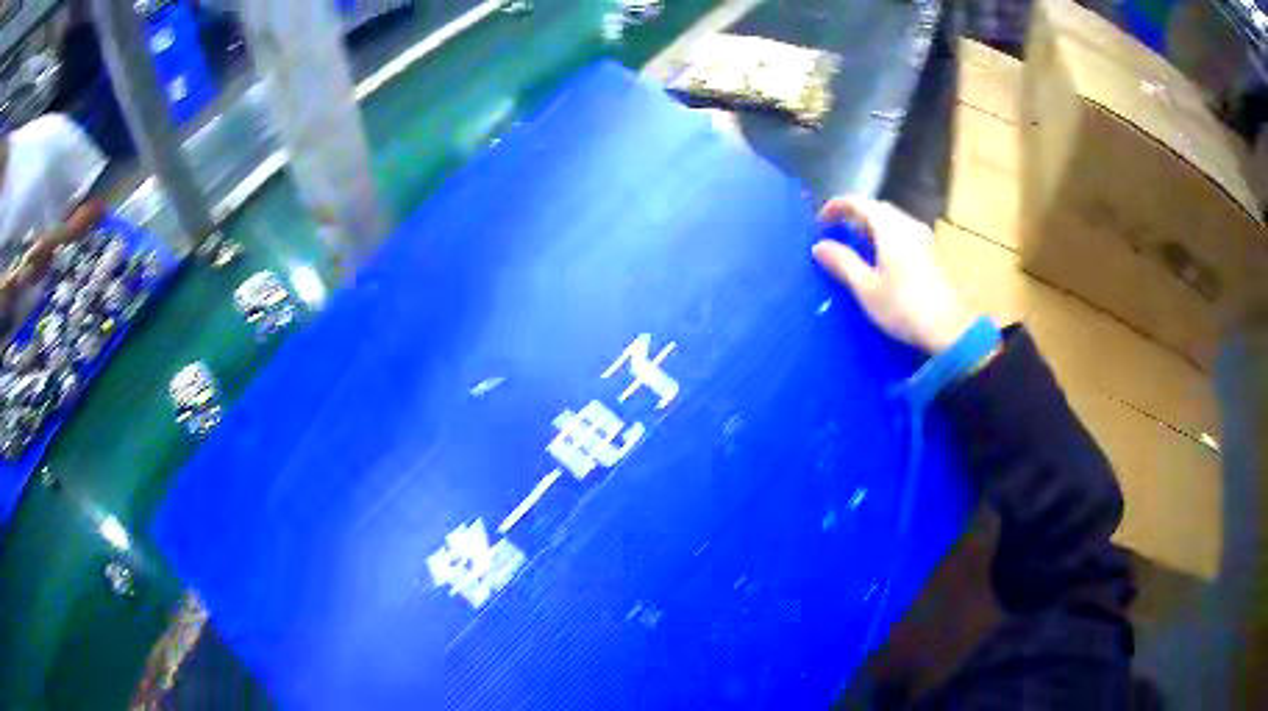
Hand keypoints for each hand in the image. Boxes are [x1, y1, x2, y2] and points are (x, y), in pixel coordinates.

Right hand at [812, 196, 978, 354]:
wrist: (950, 329)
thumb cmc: (904, 306)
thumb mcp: (867, 288)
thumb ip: (842, 262)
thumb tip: (819, 246)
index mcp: (890, 227)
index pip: (859, 202)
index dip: (837, 206)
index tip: (820, 222)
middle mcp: (908, 224)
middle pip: (877, 209)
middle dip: (855, 216)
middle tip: (838, 233)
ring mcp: (924, 238)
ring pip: (893, 221)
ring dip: (872, 227)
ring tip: (858, 247)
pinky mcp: (932, 253)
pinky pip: (904, 234)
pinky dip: (887, 238)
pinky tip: (882, 260)